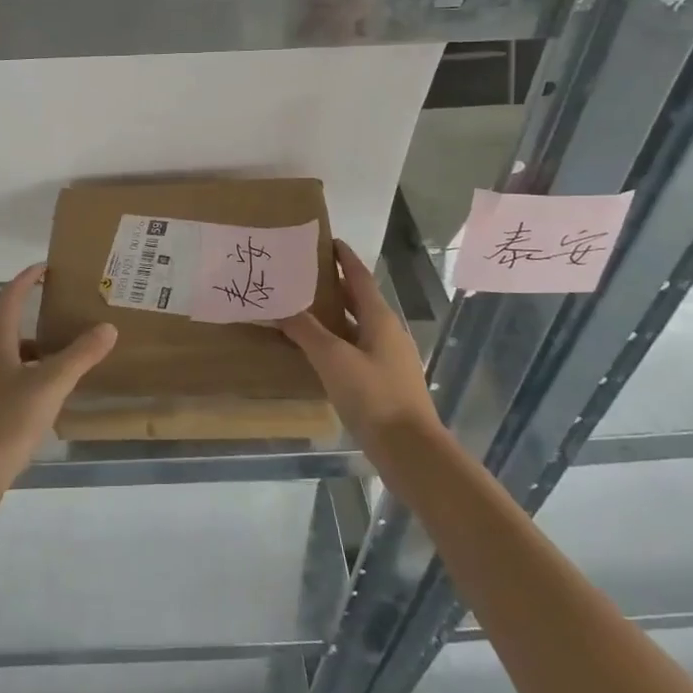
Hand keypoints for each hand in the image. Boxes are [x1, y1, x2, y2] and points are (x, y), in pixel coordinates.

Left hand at [0, 263, 117, 508]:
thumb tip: (107, 328)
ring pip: (8, 361)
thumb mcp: (51, 384)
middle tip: (65, 324)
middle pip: (8, 330)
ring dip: (33, 357)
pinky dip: (26, 382)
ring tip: (63, 367)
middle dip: (36, 323)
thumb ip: (80, 355)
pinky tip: (45, 402)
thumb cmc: (8, 420)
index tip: (45, 268)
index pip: (9, 298)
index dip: (26, 279)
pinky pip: (5, 385)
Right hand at [276, 239, 440, 457]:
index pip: (359, 277)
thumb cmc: (373, 396)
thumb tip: (281, 306)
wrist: (412, 452)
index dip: (344, 258)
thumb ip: (306, 330)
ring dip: (334, 315)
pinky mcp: (385, 383)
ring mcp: (389, 359)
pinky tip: (319, 352)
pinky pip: (357, 349)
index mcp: (380, 318)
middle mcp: (387, 332)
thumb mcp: (333, 358)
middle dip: (334, 285)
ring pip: (357, 326)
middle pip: (359, 299)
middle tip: (303, 274)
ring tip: (304, 309)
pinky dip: (337, 341)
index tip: (326, 241)